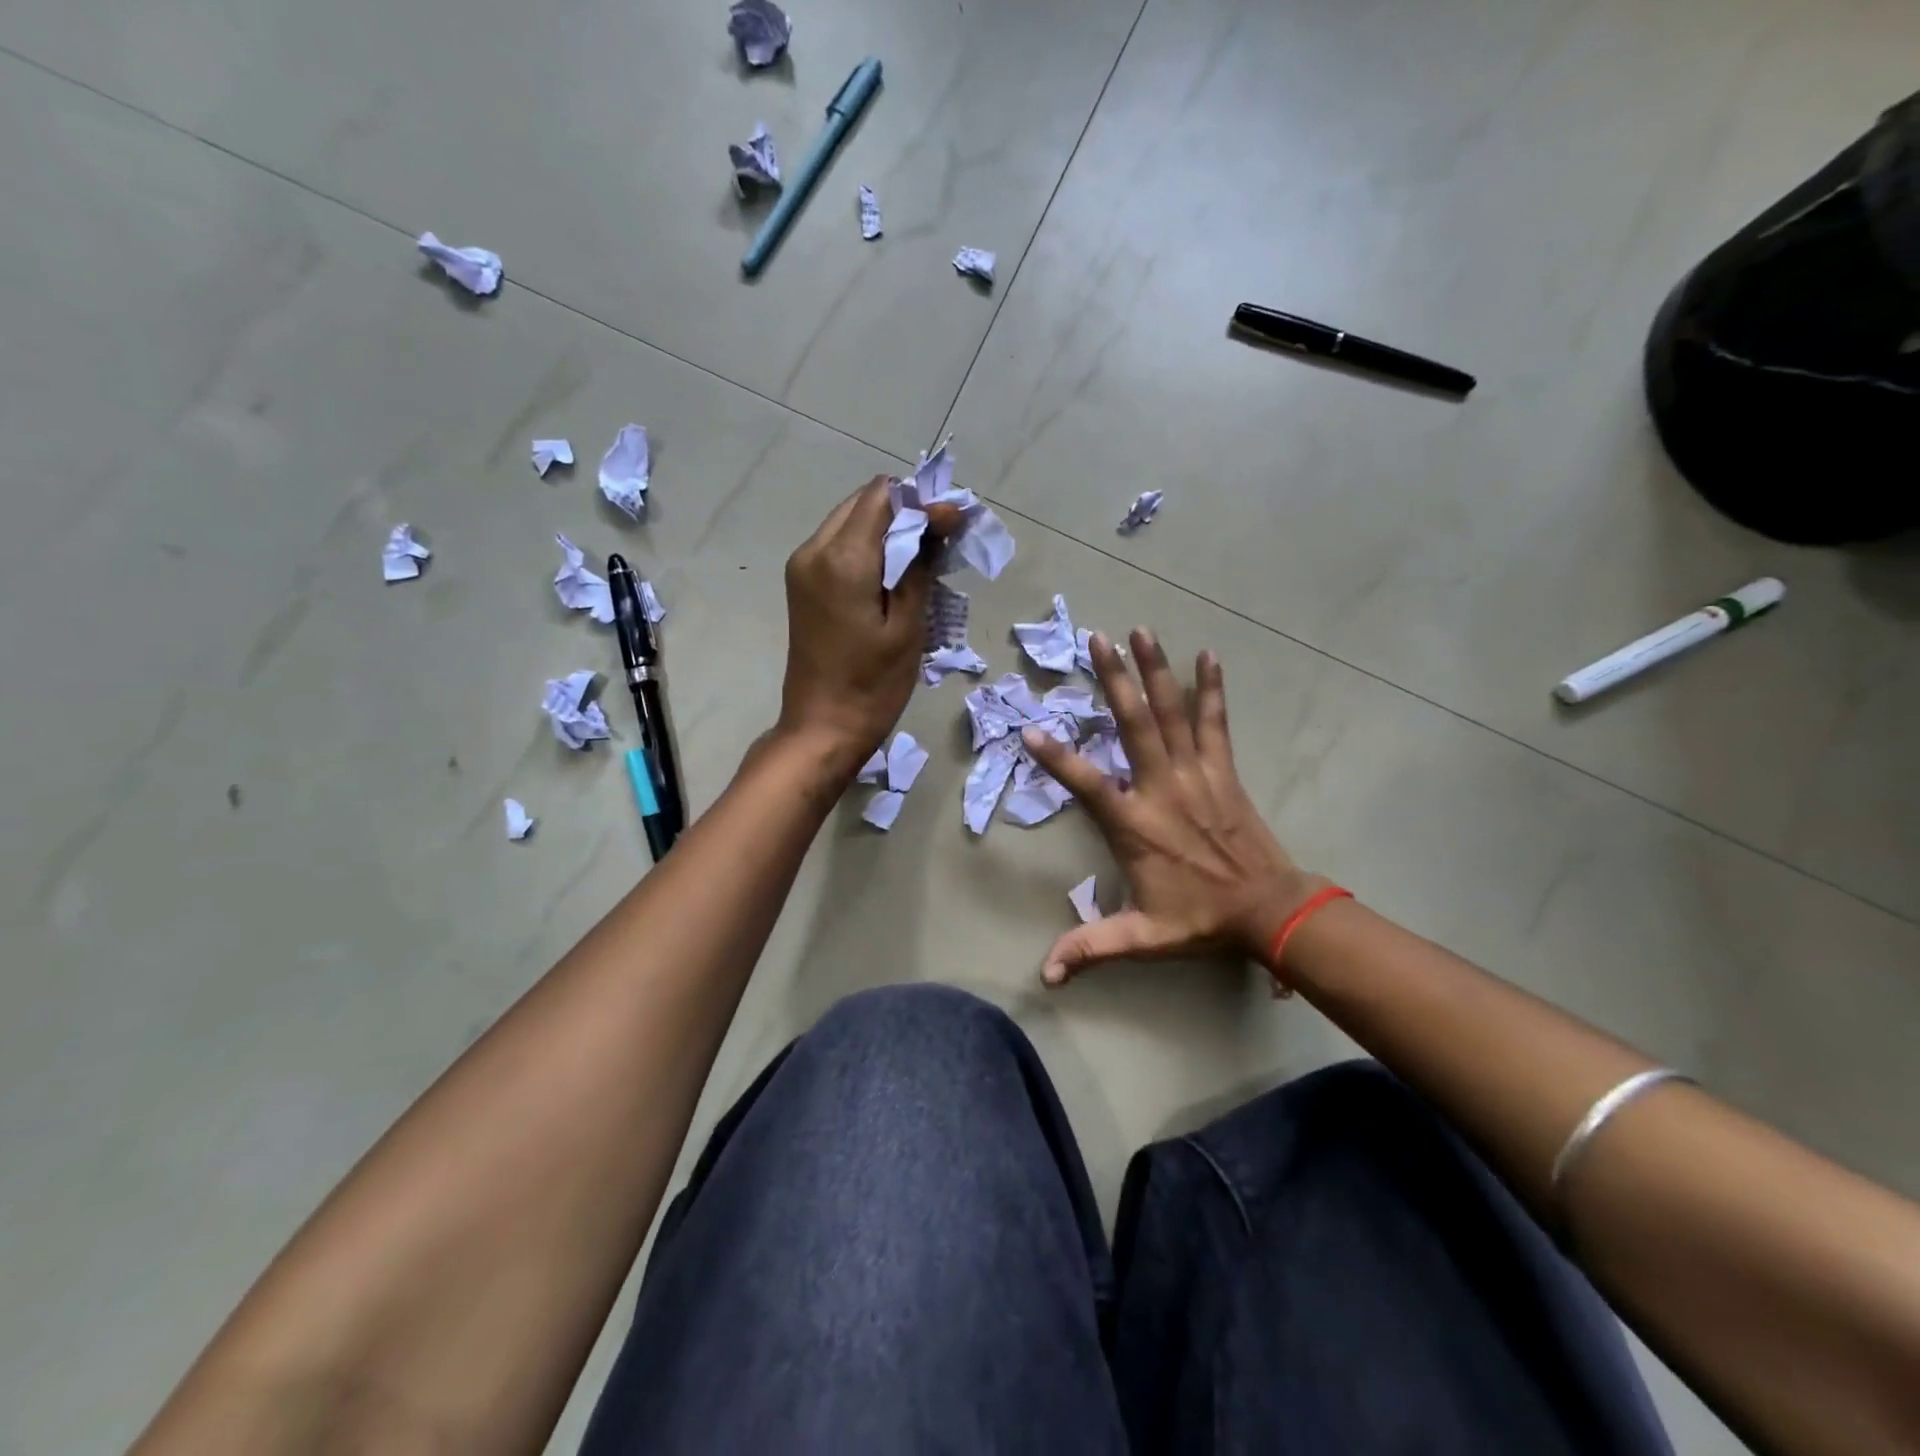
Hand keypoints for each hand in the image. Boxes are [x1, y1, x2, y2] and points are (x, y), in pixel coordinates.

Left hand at [776, 476, 956, 775]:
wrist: (823, 728)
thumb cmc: (873, 685)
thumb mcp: (908, 626)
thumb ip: (920, 564)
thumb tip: (940, 518)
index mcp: (842, 558)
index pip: (883, 497)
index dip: (922, 502)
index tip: (954, 524)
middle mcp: (814, 550)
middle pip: (863, 503)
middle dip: (905, 511)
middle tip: (942, 539)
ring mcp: (803, 566)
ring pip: (850, 521)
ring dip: (887, 529)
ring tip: (922, 557)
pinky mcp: (802, 584)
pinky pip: (838, 546)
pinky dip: (868, 547)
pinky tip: (894, 573)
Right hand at [1021, 629, 1320, 984]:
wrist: (1269, 909)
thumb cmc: (1201, 917)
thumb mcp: (1142, 936)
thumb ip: (1091, 948)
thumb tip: (1046, 975)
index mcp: (1135, 823)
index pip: (1087, 784)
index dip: (1059, 758)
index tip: (1032, 728)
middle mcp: (1162, 787)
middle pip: (1135, 725)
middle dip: (1115, 680)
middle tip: (1097, 639)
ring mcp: (1196, 773)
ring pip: (1172, 713)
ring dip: (1156, 670)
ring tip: (1141, 631)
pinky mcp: (1223, 770)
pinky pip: (1215, 722)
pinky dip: (1211, 689)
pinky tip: (1208, 656)